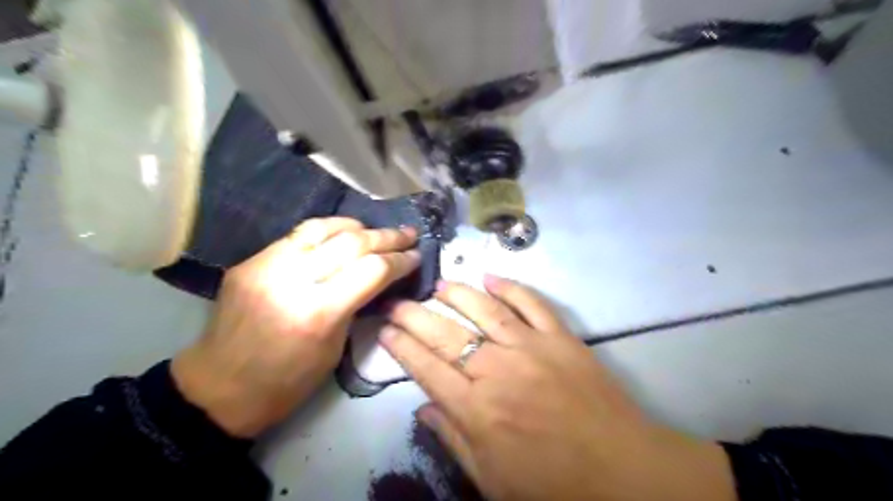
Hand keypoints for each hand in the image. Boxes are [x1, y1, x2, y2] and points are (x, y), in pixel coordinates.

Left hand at [170, 217, 421, 435]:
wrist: (219, 388)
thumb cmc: (287, 382)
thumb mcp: (335, 348)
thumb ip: (356, 305)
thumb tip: (378, 276)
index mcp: (318, 313)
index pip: (372, 270)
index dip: (400, 260)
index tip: (416, 256)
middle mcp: (292, 281)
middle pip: (352, 243)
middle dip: (387, 237)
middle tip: (408, 234)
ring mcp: (266, 266)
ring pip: (322, 228)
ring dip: (357, 226)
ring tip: (377, 230)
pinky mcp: (250, 261)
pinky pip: (297, 235)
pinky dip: (326, 231)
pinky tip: (341, 234)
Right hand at [380, 276, 735, 499]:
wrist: (622, 471)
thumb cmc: (553, 484)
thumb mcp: (492, 479)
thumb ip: (453, 439)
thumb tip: (422, 407)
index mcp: (477, 410)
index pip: (426, 368)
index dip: (401, 347)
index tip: (384, 330)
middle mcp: (498, 371)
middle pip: (446, 335)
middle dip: (415, 316)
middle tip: (397, 302)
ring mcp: (531, 348)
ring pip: (485, 311)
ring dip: (458, 294)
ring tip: (438, 284)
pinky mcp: (561, 338)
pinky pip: (532, 304)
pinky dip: (511, 287)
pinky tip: (491, 277)